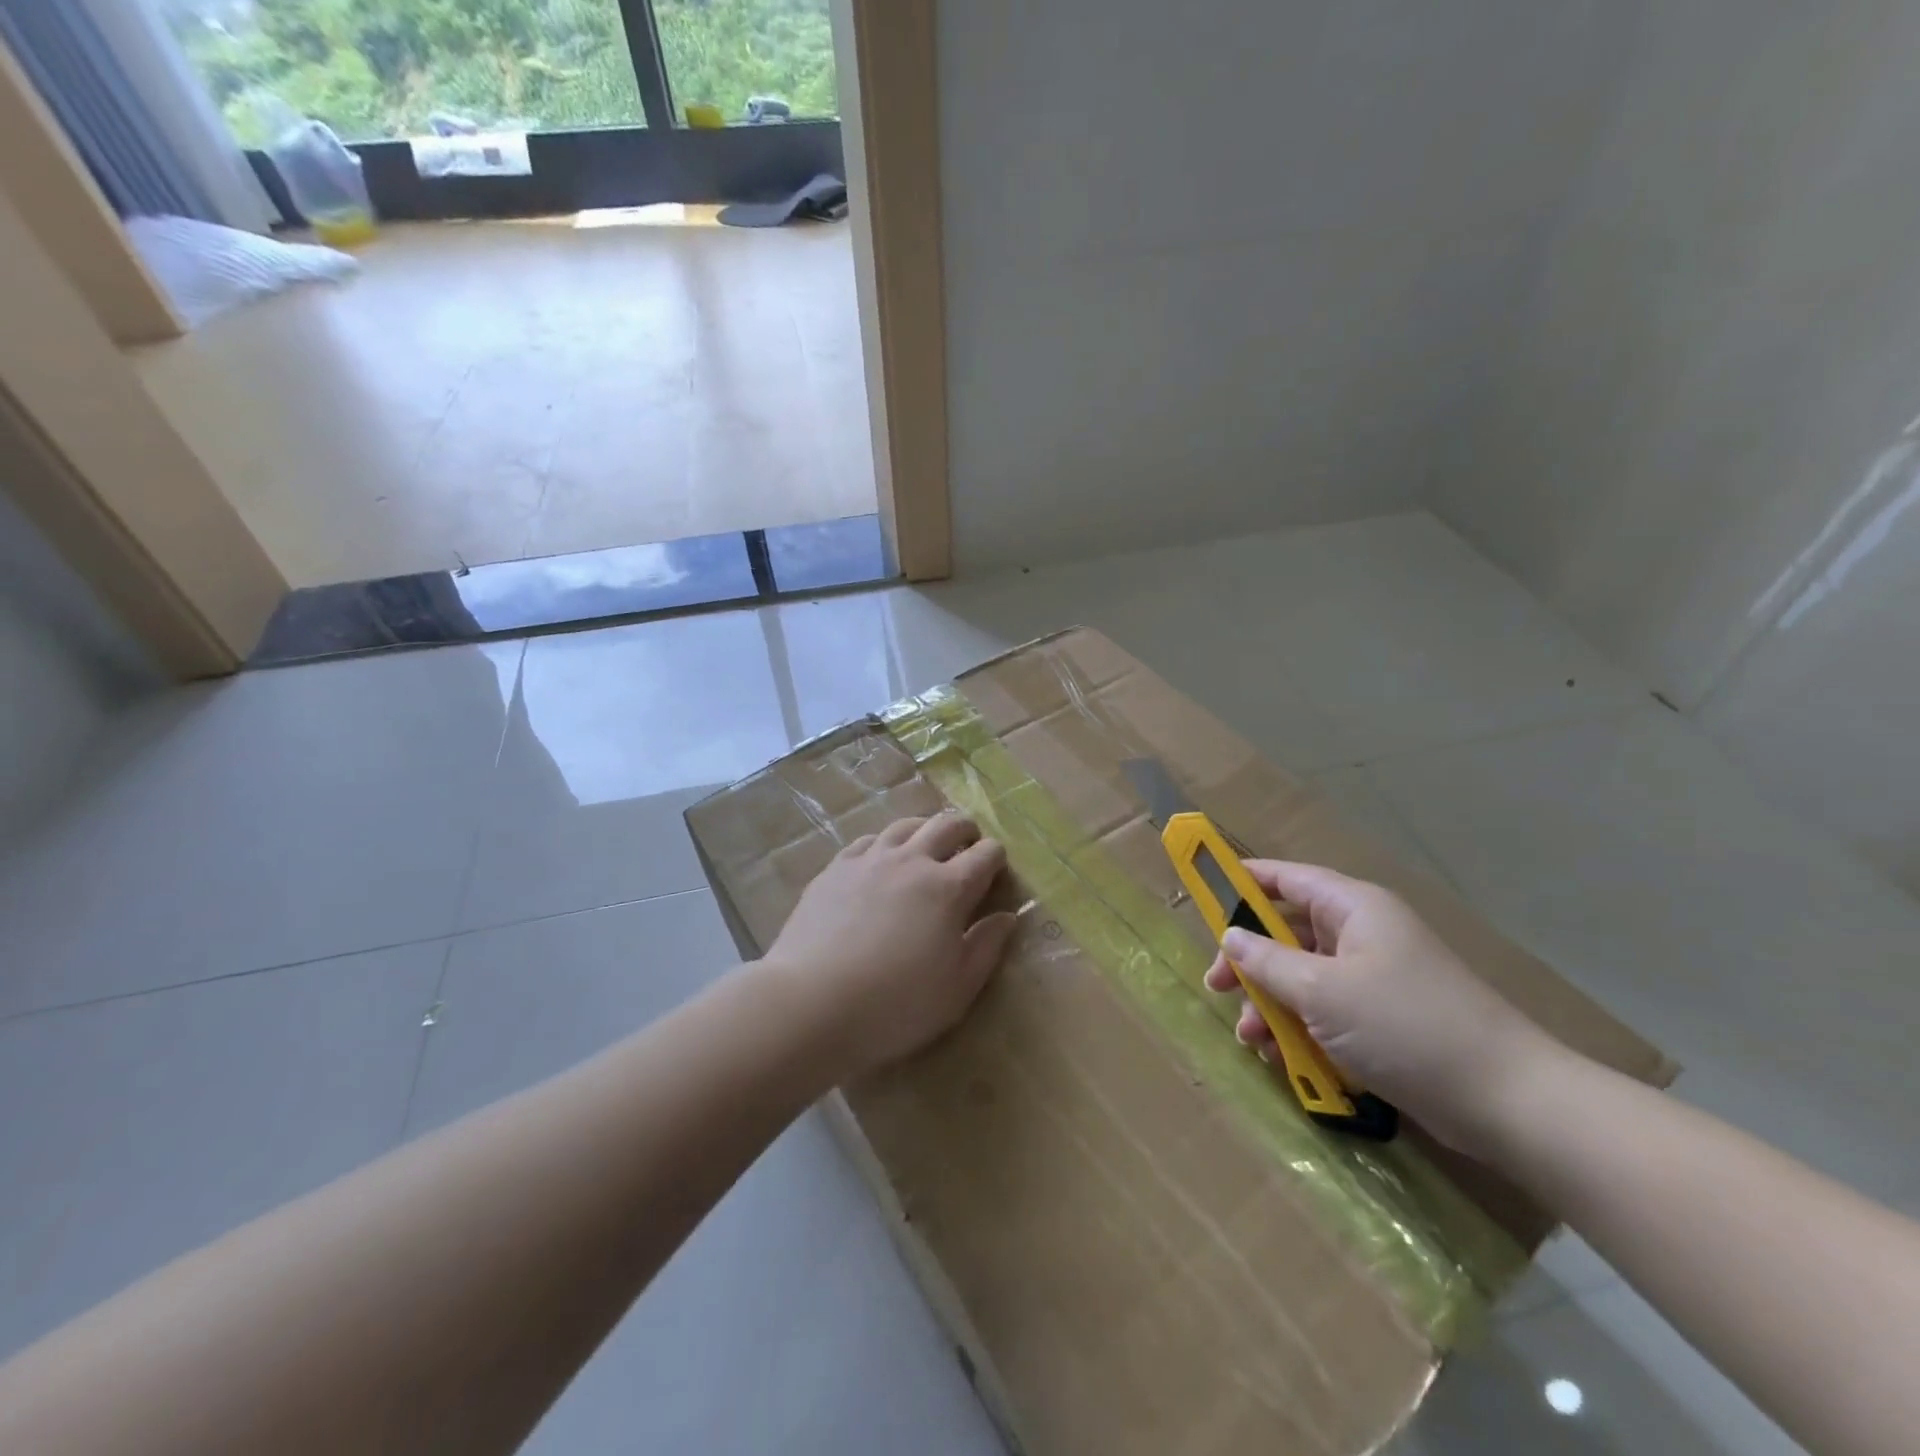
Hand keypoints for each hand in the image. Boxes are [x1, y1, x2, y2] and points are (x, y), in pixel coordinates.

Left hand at [764, 814, 1016, 1079]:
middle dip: (966, 831)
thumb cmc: (896, 1004)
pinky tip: (881, 860)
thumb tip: (1006, 917)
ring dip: (925, 829)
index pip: (985, 854)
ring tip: (927, 844)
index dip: (997, 858)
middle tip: (969, 845)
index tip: (997, 870)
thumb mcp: (957, 988)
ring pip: (905, 826)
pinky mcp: (835, 869)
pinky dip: (884, 844)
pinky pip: (867, 841)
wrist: (813, 1002)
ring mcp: (869, 860)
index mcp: (948, 888)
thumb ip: (987, 947)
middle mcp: (912, 861)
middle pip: (947, 825)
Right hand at [1203, 861, 1565, 1151]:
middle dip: (1250, 960)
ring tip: (1251, 1039)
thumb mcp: (1321, 992)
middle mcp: (1362, 933)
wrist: (1508, 1101)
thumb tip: (1230, 936)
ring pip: (1303, 976)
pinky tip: (1283, 1057)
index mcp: (1353, 908)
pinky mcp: (1384, 1018)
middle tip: (1218, 987)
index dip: (1244, 882)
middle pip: (1288, 931)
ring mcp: (1375, 977)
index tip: (1204, 896)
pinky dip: (1301, 1027)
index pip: (1287, 878)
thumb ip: (1267, 962)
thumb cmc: (1405, 1026)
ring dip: (1271, 1003)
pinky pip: (1327, 1009)